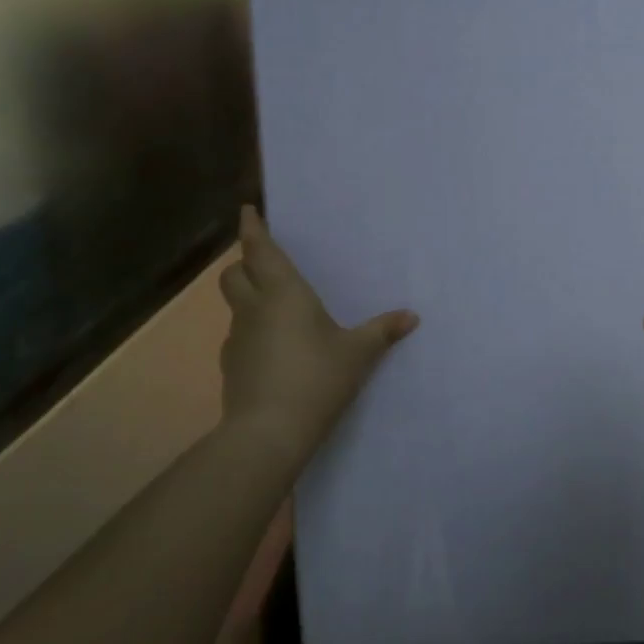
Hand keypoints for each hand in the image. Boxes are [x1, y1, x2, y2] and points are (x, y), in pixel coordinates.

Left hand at [219, 206, 417, 468]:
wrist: (268, 433)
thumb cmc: (317, 378)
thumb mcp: (358, 352)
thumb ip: (383, 331)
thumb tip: (411, 316)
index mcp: (284, 294)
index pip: (260, 250)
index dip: (252, 228)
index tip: (246, 210)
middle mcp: (255, 309)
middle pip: (234, 274)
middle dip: (244, 262)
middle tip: (264, 262)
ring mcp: (237, 339)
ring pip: (235, 305)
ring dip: (249, 297)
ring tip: (277, 309)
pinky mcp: (231, 367)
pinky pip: (240, 336)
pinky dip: (253, 332)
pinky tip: (276, 350)